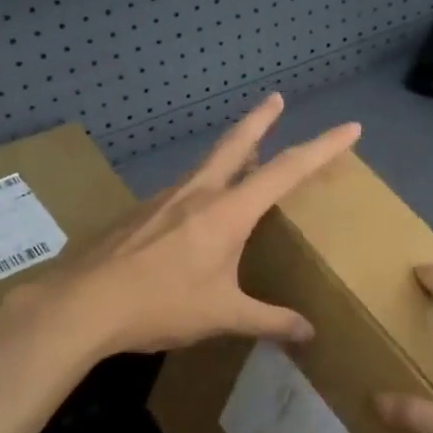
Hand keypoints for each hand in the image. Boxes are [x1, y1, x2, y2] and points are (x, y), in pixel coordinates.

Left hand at [50, 94, 360, 355]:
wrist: (83, 304)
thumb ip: (268, 321)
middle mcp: (197, 194)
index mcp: (227, 212)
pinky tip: (193, 211)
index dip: (322, 148)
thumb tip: (308, 333)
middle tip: (276, 99)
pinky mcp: (139, 213)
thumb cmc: (161, 305)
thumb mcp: (222, 315)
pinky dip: (201, 186)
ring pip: (205, 165)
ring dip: (229, 153)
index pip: (286, 170)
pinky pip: (180, 191)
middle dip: (260, 120)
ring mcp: (163, 200)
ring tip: (242, 158)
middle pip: (235, 144)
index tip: (349, 128)